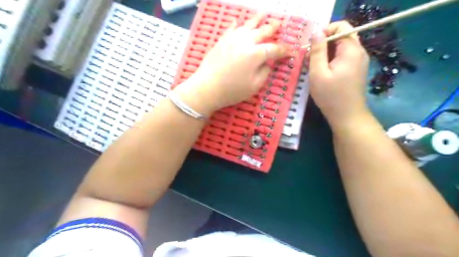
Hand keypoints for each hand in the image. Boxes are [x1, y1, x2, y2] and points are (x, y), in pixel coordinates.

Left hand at [175, 14, 285, 116]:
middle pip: (262, 31)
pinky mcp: (221, 41)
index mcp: (256, 54)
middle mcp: (246, 42)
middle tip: (279, 24)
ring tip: (263, 14)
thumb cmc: (232, 90)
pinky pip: (231, 29)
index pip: (274, 49)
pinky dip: (236, 24)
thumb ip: (265, 72)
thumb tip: (267, 63)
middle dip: (273, 28)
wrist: (207, 88)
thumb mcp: (254, 86)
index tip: (291, 52)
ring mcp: (232, 39)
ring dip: (257, 19)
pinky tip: (238, 22)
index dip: (284, 51)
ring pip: (248, 25)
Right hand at [306, 20, 369, 127]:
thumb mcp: (318, 73)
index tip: (311, 46)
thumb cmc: (330, 96)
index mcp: (351, 49)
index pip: (341, 26)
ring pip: (341, 47)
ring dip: (326, 53)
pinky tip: (323, 73)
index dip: (324, 31)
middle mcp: (359, 51)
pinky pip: (343, 57)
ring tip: (315, 67)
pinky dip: (332, 60)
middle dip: (324, 43)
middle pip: (341, 35)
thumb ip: (317, 50)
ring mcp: (359, 61)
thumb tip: (316, 31)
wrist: (347, 116)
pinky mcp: (356, 69)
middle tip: (310, 58)